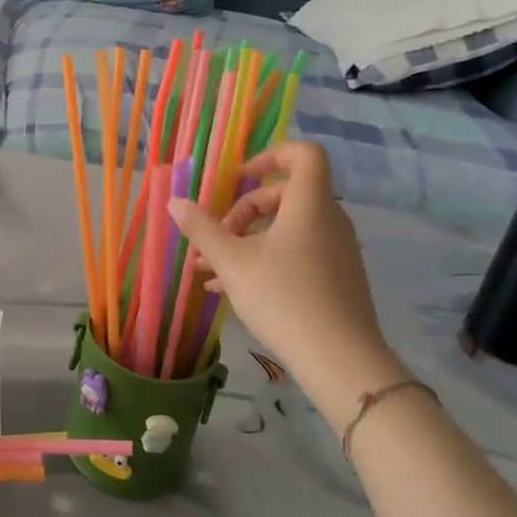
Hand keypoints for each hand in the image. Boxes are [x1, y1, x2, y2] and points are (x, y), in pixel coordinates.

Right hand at [169, 140, 404, 426]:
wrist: (341, 361)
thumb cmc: (284, 299)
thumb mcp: (232, 262)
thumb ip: (202, 229)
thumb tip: (175, 202)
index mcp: (309, 204)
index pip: (304, 155)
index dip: (271, 155)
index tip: (240, 178)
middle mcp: (329, 220)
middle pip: (286, 194)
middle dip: (244, 210)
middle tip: (218, 235)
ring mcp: (336, 251)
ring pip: (288, 228)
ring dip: (248, 239)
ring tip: (210, 268)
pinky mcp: (337, 279)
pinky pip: (298, 252)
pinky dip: (266, 258)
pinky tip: (231, 289)